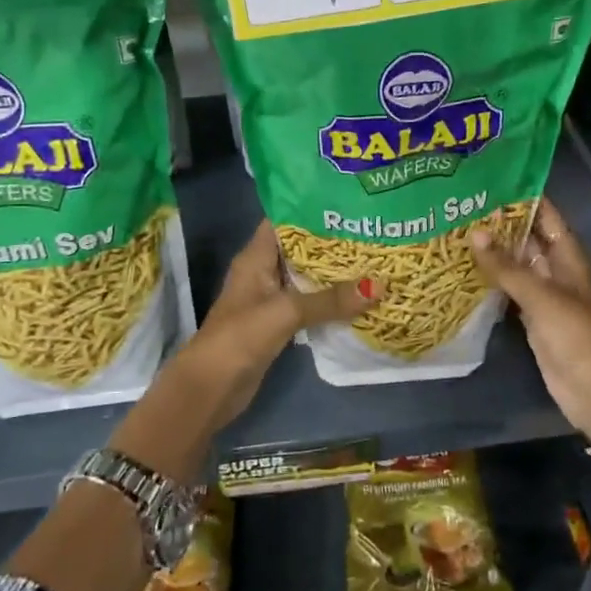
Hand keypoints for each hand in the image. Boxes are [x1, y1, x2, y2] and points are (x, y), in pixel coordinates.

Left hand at [191, 220, 382, 424]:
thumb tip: (380, 286)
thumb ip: (330, 299)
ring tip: (374, 258)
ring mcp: (270, 299)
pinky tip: (359, 297)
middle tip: (372, 230)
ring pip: (307, 277)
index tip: (348, 203)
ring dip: (334, 273)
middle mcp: (262, 272)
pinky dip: (330, 300)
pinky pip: (309, 304)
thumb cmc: (240, 337)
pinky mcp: (278, 324)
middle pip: (300, 248)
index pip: (284, 220)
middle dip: (333, 241)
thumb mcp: (286, 312)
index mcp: (256, 257)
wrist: (211, 388)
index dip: (313, 208)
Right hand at [471, 201, 590, 451]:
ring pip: (516, 263)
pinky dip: (490, 279)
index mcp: (568, 257)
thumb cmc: (576, 337)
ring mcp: (543, 294)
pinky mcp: (530, 317)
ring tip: (454, 227)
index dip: (523, 196)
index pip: (546, 215)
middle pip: (527, 237)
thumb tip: (474, 231)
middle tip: (460, 202)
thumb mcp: (542, 297)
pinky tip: (463, 268)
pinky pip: (508, 289)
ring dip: (492, 250)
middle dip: (500, 222)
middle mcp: (556, 270)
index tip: (489, 178)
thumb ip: (507, 267)